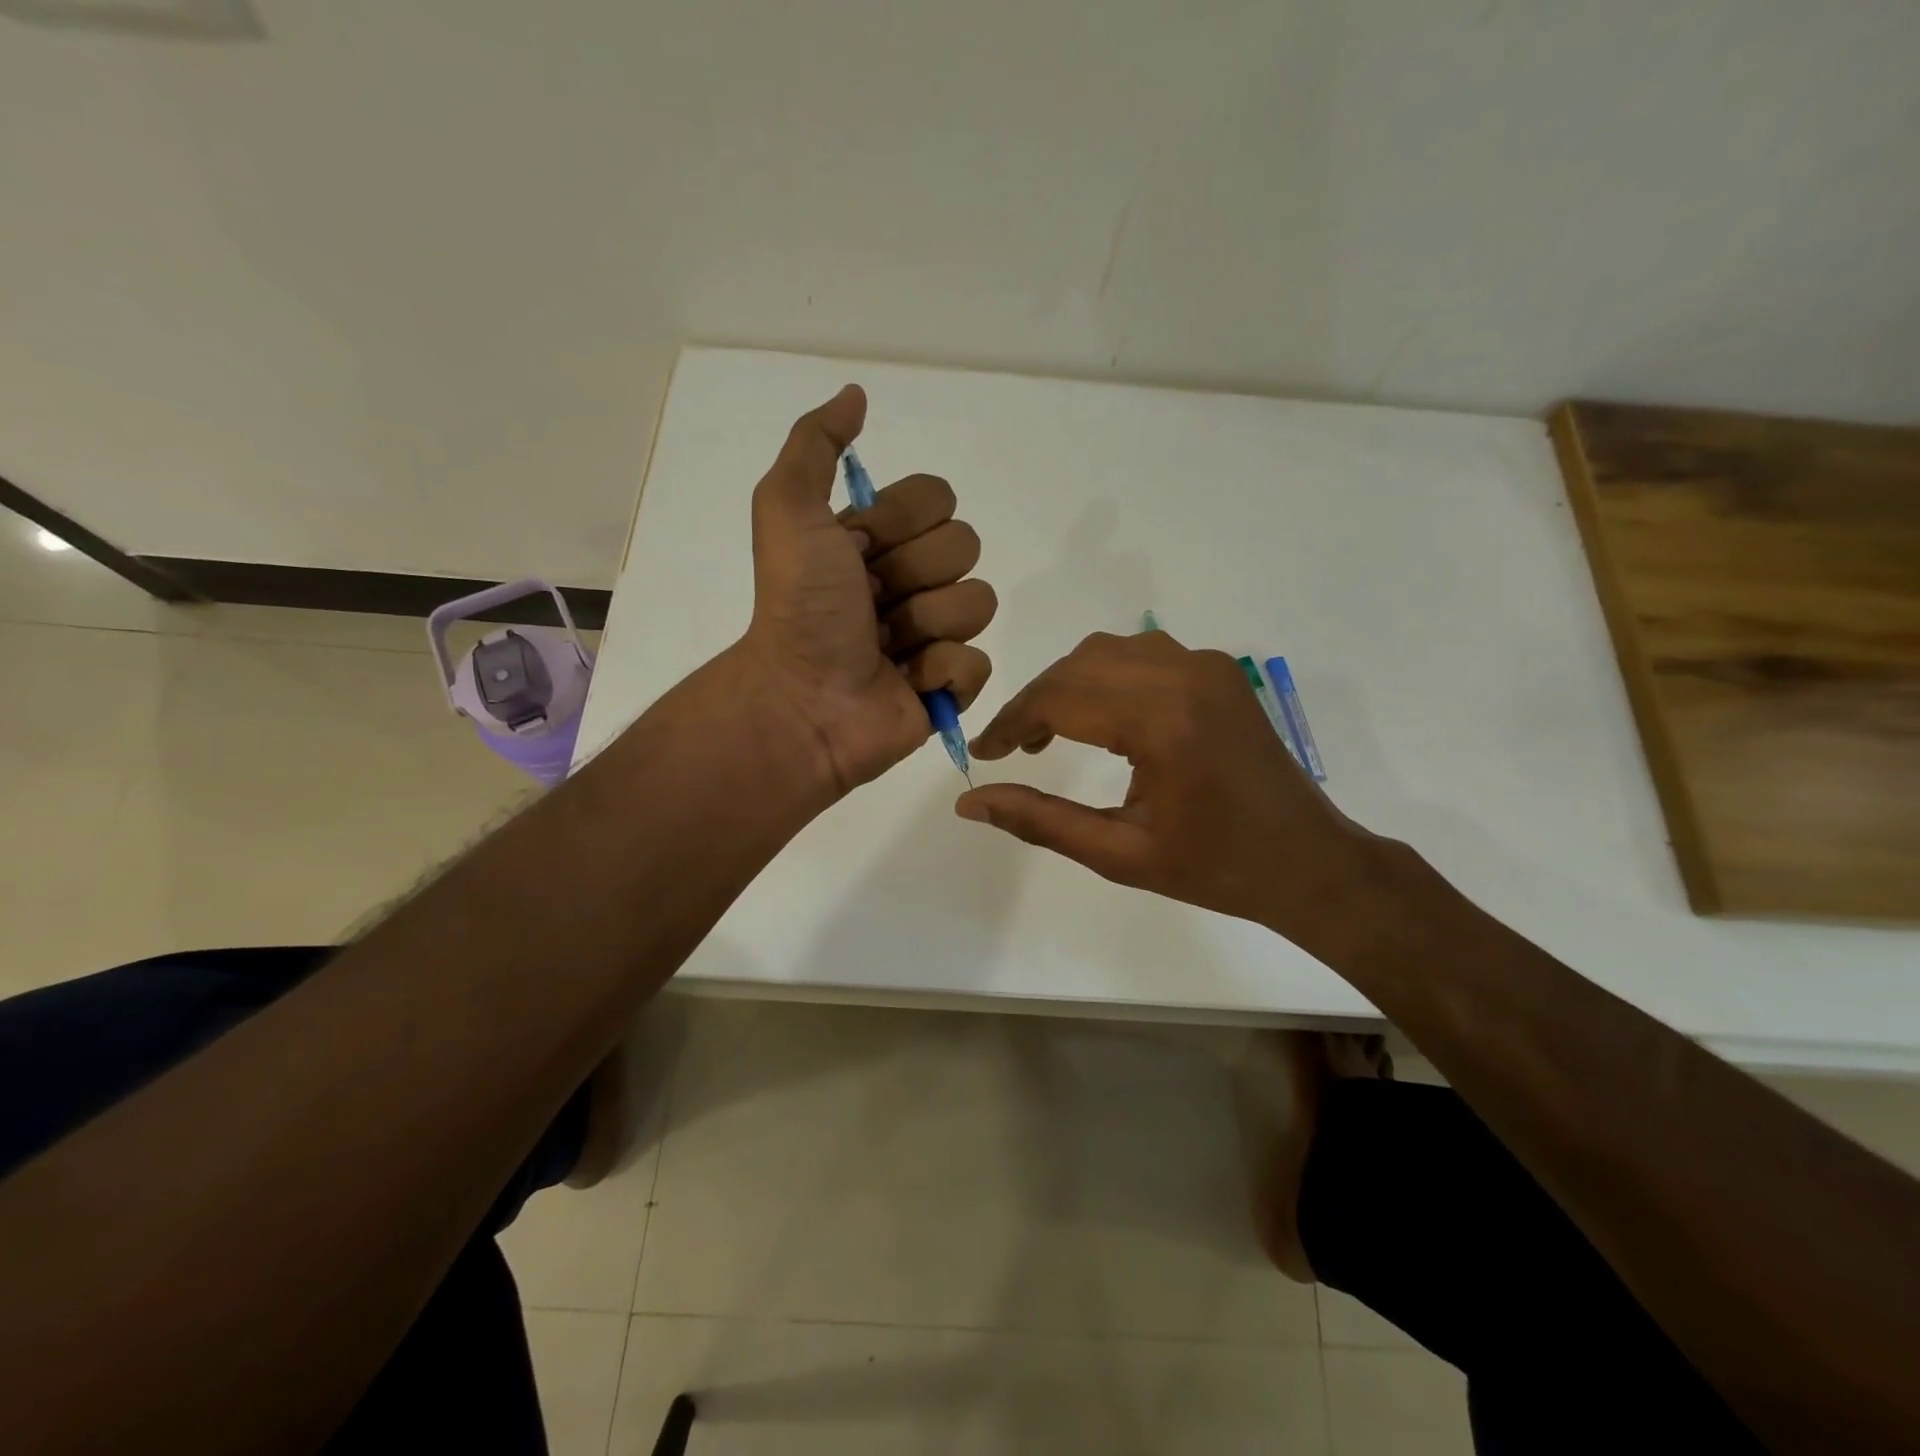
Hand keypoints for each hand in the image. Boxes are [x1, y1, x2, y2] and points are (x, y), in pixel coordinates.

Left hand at [740, 385, 996, 795]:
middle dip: (914, 574)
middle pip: (966, 545)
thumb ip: (816, 444)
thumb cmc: (798, 604)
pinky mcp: (951, 685)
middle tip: (870, 604)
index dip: (902, 522)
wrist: (802, 699)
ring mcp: (935, 634)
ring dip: (926, 624)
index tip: (857, 551)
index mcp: (882, 539)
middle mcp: (912, 580)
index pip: (940, 497)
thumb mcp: (787, 509)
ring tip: (884, 647)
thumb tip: (857, 395)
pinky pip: (978, 661)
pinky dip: (940, 673)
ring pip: (979, 603)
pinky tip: (905, 681)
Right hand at [956, 631, 1401, 965]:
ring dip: (1068, 684)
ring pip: (1108, 652)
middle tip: (1014, 749)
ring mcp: (1206, 666)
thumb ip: (1039, 821)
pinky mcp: (1217, 671)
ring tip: (1049, 734)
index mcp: (1162, 720)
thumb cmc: (1214, 868)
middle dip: (1035, 702)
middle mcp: (1183, 674)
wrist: (1307, 861)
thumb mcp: (1118, 855)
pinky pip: (1142, 654)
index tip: (985, 752)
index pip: (1059, 697)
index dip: (1011, 722)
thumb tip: (969, 803)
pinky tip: (1099, 718)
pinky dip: (1105, 677)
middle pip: (1078, 665)